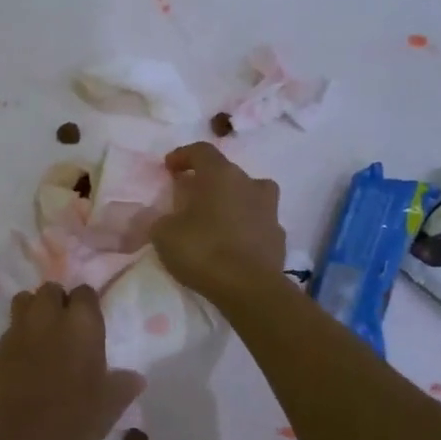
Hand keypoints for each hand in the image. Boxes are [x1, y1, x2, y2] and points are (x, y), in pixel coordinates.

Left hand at [0, 284, 143, 439]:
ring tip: (42, 332)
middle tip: (66, 325)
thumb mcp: (109, 406)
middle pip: (51, 289)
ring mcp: (19, 329)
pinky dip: (19, 333)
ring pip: (25, 300)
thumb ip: (123, 385)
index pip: (85, 292)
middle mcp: (49, 317)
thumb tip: (136, 377)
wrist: (19, 439)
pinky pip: (11, 327)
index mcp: (82, 324)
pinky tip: (25, 356)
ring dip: (34, 309)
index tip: (90, 321)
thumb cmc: (73, 418)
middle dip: (58, 300)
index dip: (87, 303)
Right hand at [151, 143, 285, 301]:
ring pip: (248, 195)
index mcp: (220, 175)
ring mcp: (269, 209)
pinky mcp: (279, 235)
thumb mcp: (163, 234)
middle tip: (189, 198)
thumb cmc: (203, 251)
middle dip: (206, 181)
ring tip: (215, 219)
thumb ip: (161, 219)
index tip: (169, 168)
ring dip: (232, 201)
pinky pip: (257, 222)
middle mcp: (249, 184)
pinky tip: (233, 245)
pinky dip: (245, 227)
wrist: (249, 288)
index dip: (182, 156)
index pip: (201, 151)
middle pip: (226, 172)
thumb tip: (166, 218)